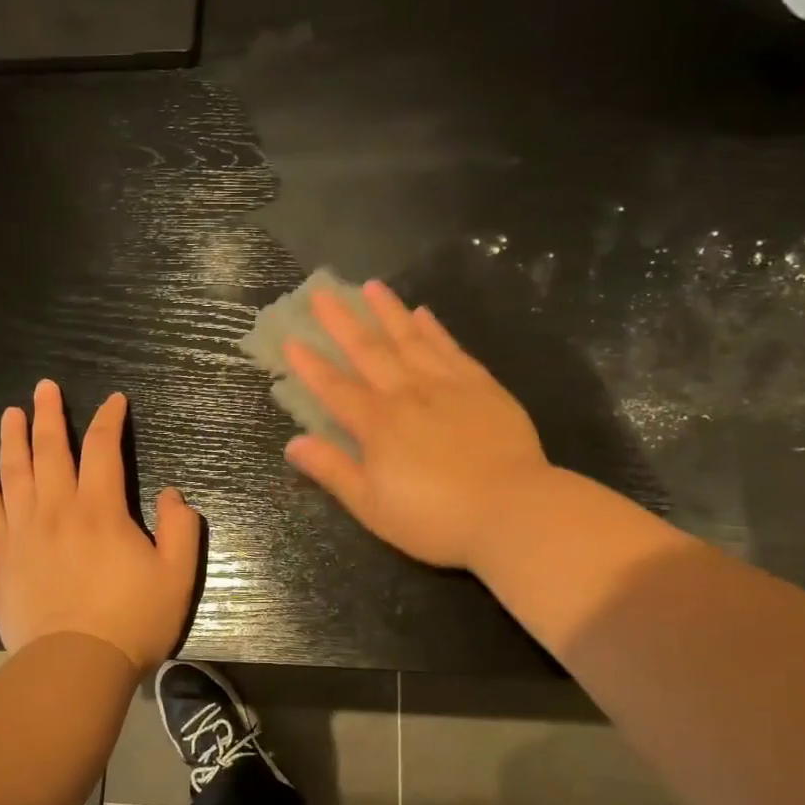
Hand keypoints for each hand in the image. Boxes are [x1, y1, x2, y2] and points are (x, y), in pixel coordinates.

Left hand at [0, 380, 201, 669]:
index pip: (103, 448)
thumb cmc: (132, 620)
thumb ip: (181, 528)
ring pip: (15, 472)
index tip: (114, 401)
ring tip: (12, 413)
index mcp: (101, 509)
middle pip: (50, 450)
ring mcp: (25, 531)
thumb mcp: (177, 575)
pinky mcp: (2, 557)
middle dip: (49, 414)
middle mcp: (58, 508)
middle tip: (45, 387)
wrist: (74, 666)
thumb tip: (173, 495)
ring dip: (13, 438)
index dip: (109, 419)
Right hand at [281, 280, 548, 570]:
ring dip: (388, 312)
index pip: (335, 388)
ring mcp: (447, 385)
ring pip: (410, 339)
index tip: (291, 340)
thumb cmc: (435, 518)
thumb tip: (293, 443)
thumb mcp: (373, 506)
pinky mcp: (482, 386)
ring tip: (371, 286)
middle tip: (322, 293)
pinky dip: (434, 329)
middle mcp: (407, 394)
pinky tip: (423, 313)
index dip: (311, 366)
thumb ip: (333, 471)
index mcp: (377, 425)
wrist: (513, 510)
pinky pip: (451, 349)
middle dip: (342, 322)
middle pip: (369, 351)